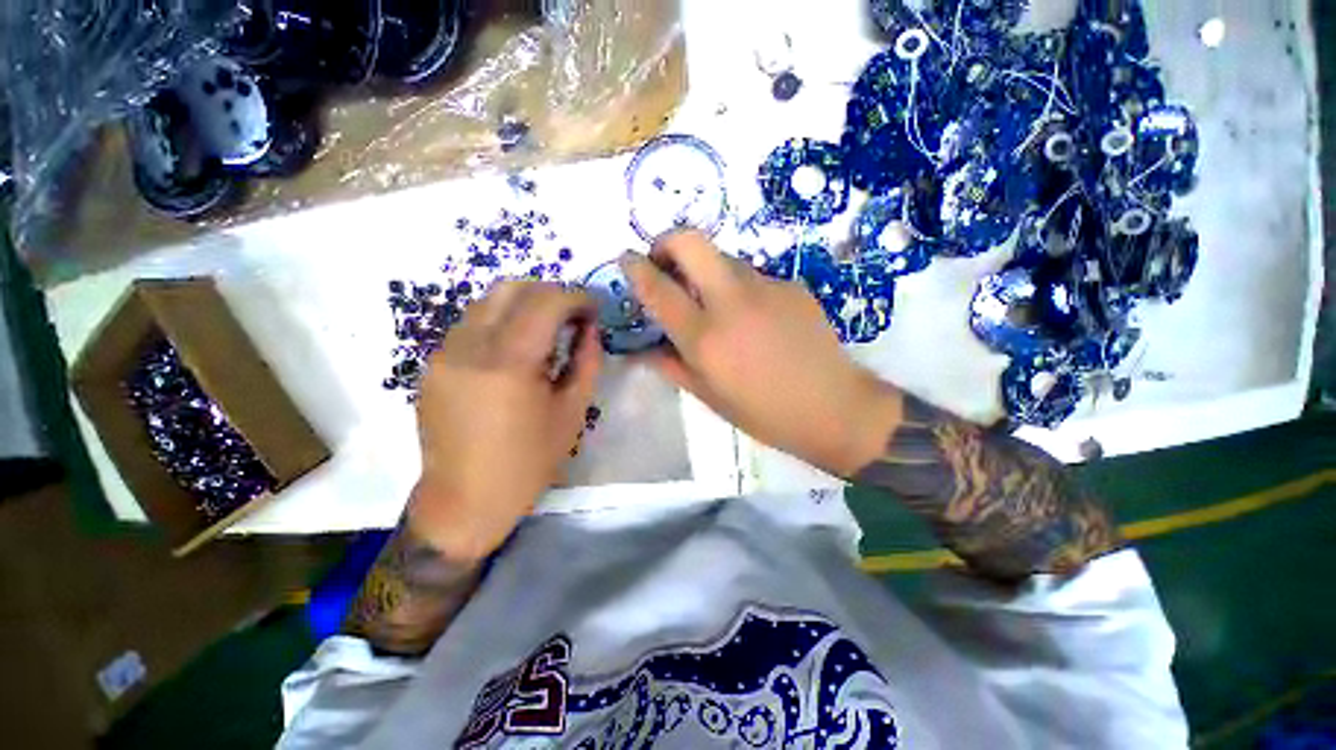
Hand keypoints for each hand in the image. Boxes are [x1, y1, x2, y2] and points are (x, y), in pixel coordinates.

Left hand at [408, 281, 601, 561]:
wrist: (463, 501)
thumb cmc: (528, 463)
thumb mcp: (572, 412)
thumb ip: (586, 361)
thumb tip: (590, 328)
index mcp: (509, 364)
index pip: (546, 301)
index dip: (576, 297)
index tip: (594, 308)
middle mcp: (470, 347)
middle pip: (511, 288)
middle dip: (550, 292)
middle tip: (573, 315)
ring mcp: (444, 352)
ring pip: (488, 300)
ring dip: (524, 304)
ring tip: (547, 329)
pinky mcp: (433, 363)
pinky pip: (472, 323)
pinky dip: (502, 321)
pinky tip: (517, 348)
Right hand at [622, 230, 902, 477]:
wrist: (834, 407)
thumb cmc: (764, 412)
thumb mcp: (709, 397)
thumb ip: (671, 366)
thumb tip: (642, 350)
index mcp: (705, 337)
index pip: (658, 288)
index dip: (635, 267)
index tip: (626, 259)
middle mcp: (731, 301)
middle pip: (690, 240)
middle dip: (667, 242)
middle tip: (666, 264)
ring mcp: (765, 287)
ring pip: (723, 258)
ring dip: (706, 271)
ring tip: (715, 303)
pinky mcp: (791, 285)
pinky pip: (753, 277)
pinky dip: (740, 289)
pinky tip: (754, 319)